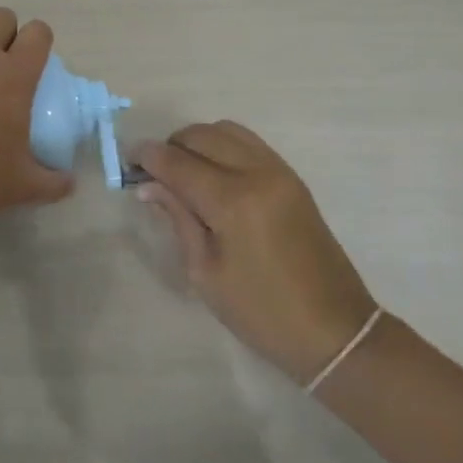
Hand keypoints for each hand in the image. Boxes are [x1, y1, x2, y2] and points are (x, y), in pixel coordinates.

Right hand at [136, 122, 376, 383]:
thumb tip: (149, 186)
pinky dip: (223, 146)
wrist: (335, 331)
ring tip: (184, 171)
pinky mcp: (292, 178)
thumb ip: (178, 219)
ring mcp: (279, 172)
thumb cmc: (262, 313)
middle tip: (154, 173)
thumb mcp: (205, 273)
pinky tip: (213, 173)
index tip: (127, 162)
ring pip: (226, 130)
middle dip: (170, 146)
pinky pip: (248, 143)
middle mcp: (257, 174)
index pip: (177, 162)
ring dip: (197, 141)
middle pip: (200, 135)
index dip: (146, 157)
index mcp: (232, 202)